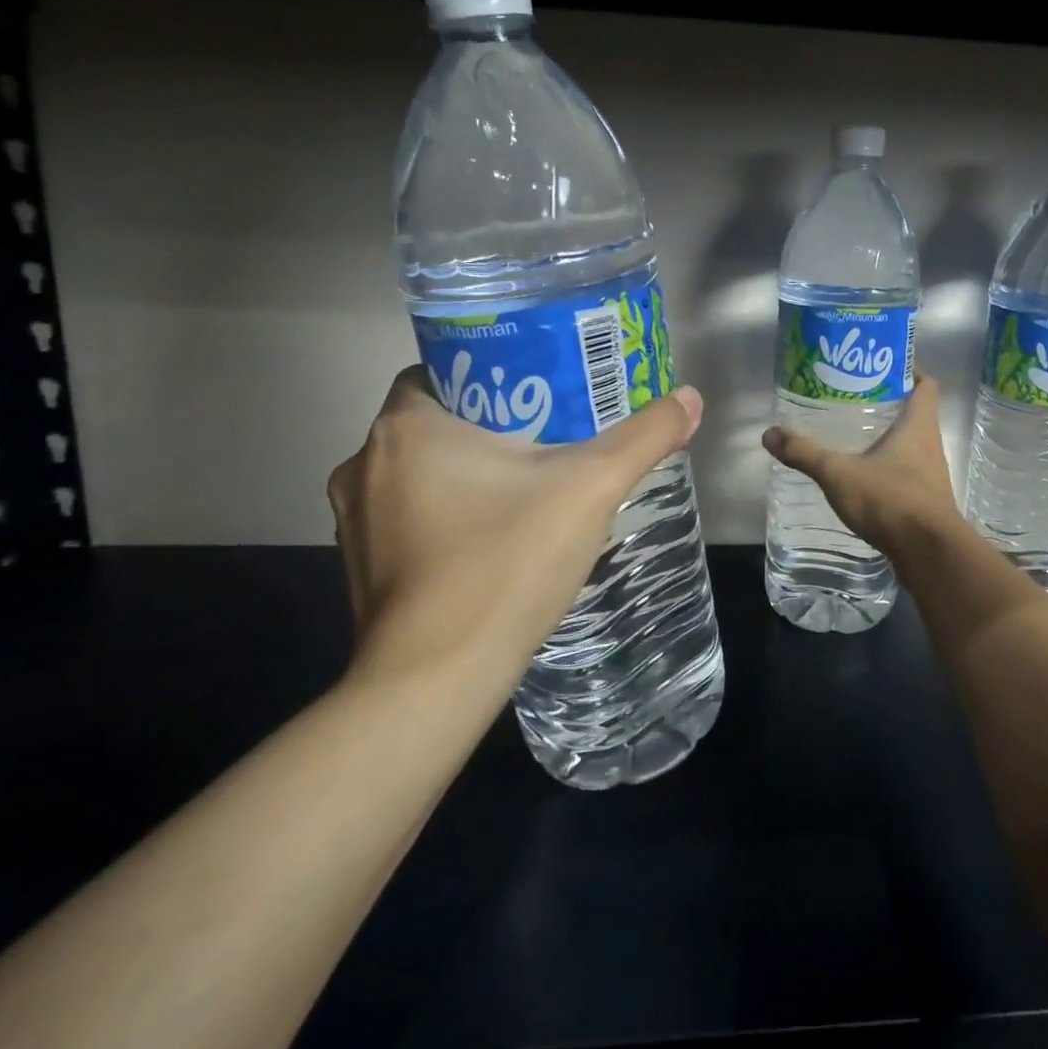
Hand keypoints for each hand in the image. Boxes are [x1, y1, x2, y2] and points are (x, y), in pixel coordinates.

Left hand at [329, 366, 703, 694]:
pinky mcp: (361, 565)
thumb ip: (644, 437)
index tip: (543, 389)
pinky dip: (448, 511)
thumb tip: (691, 397)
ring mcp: (356, 519)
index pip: (446, 367)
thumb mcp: (591, 488)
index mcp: (406, 426)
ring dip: (468, 468)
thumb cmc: (506, 563)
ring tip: (530, 482)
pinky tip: (496, 534)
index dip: (497, 371)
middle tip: (552, 434)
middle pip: (438, 418)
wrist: (436, 681)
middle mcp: (364, 462)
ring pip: (421, 468)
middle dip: (492, 422)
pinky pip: (410, 513)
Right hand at [761, 373, 958, 555]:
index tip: (883, 364)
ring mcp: (932, 474)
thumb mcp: (839, 474)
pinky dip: (890, 466)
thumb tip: (770, 434)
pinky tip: (864, 475)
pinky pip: (909, 472)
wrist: (928, 553)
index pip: (926, 384)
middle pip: (917, 412)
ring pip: (913, 444)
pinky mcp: (927, 500)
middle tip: (856, 397)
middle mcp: (930, 444)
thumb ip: (805, 453)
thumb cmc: (890, 499)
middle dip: (891, 403)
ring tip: (856, 434)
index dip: (909, 370)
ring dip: (891, 436)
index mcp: (918, 426)